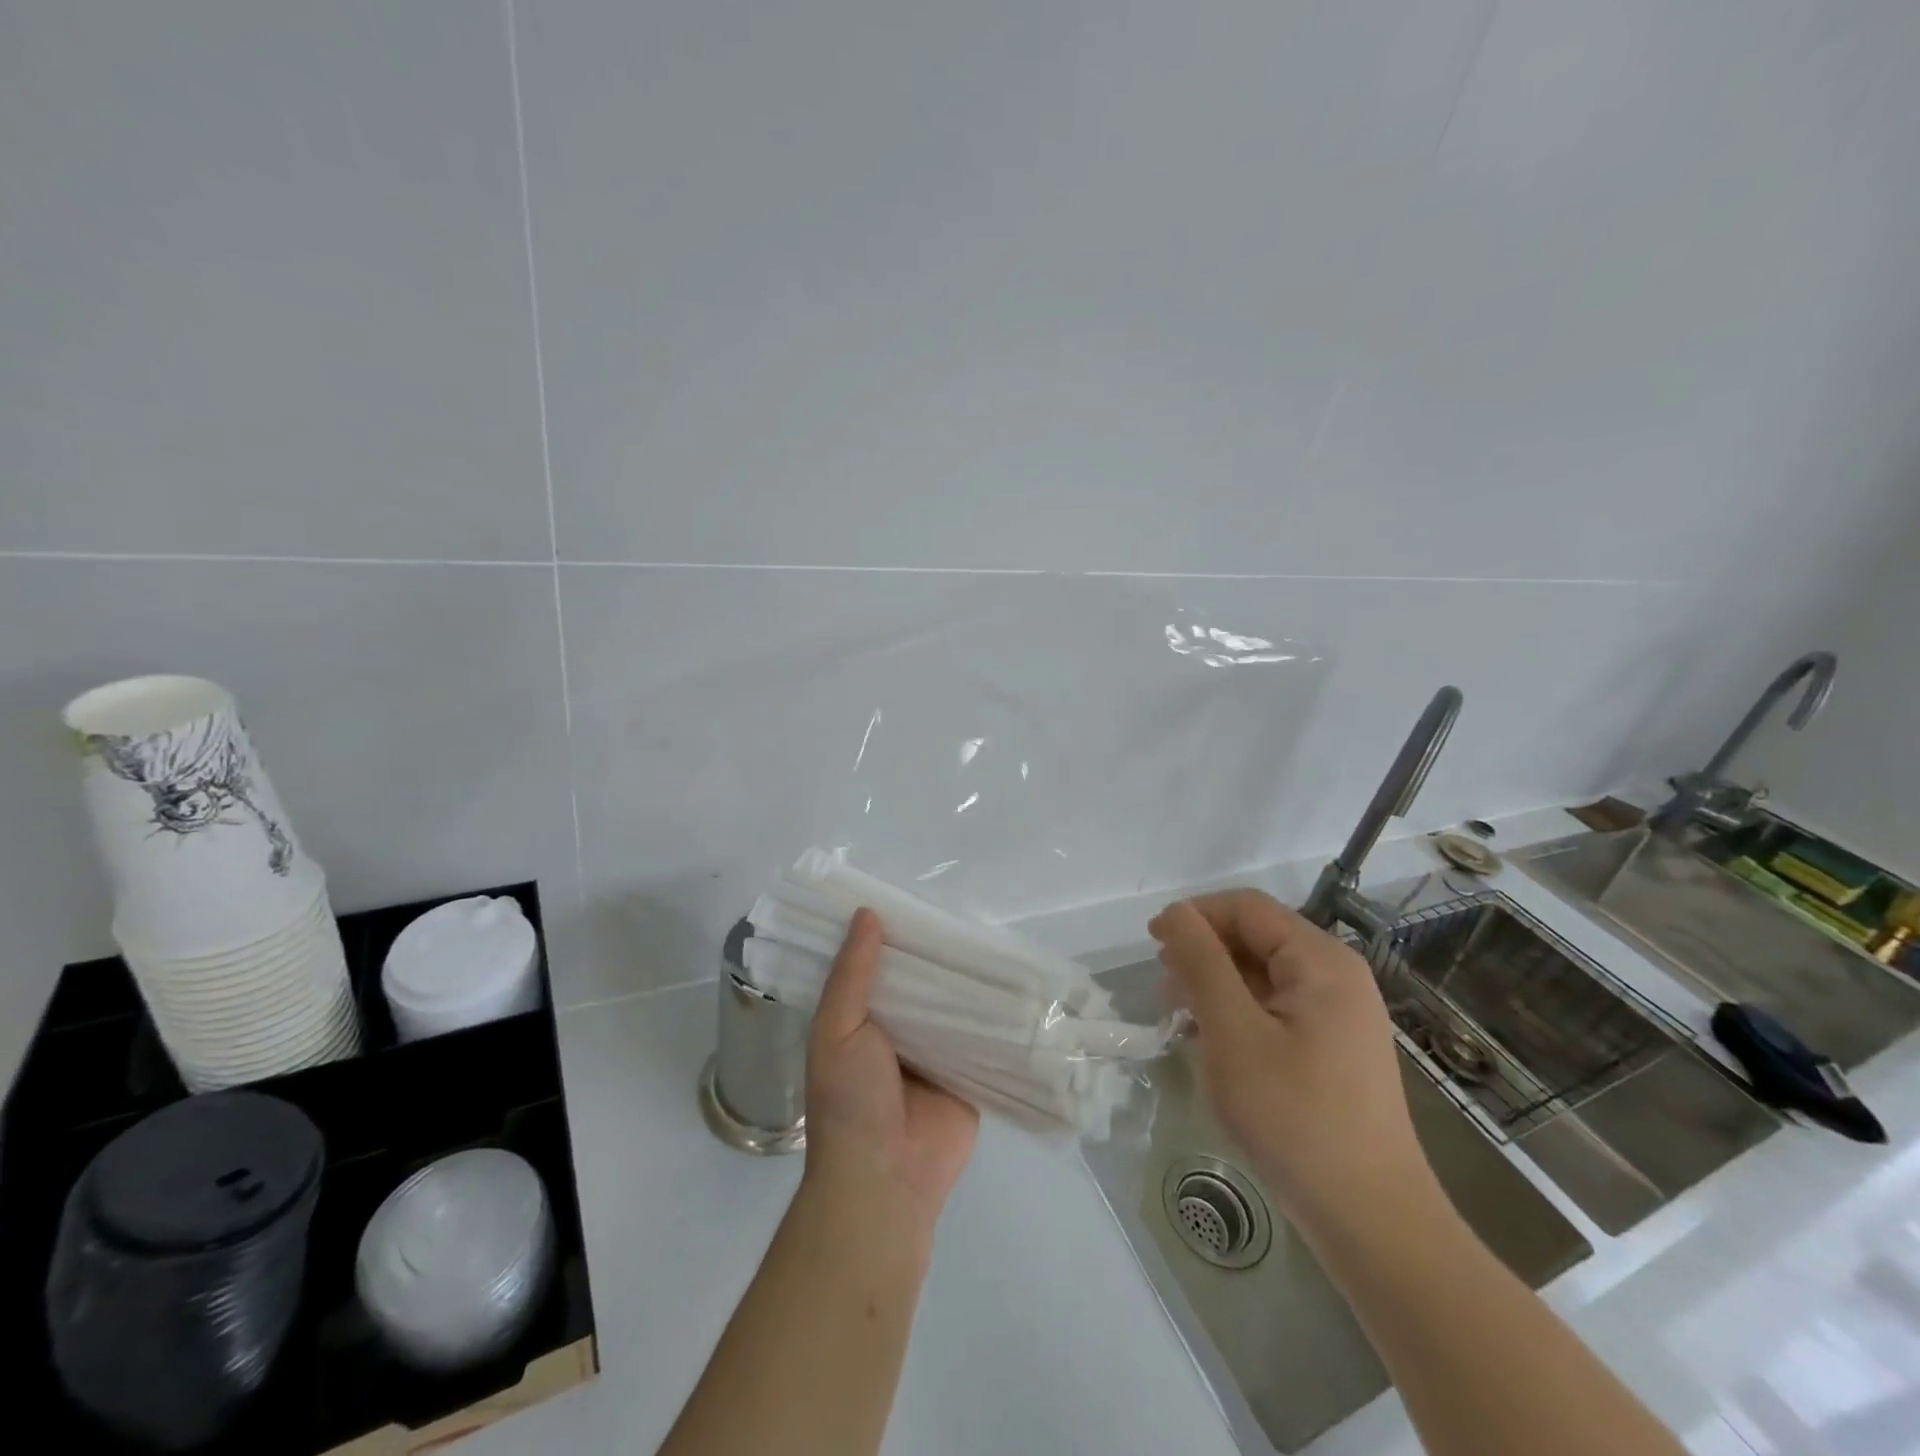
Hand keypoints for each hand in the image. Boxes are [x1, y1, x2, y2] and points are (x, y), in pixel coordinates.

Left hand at [804, 908, 979, 1235]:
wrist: (885, 1180)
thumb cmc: (849, 1101)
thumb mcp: (836, 1029)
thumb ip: (852, 973)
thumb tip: (868, 912)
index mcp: (862, 1017)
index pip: (880, 964)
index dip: (894, 933)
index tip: (914, 893)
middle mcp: (900, 1029)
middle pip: (923, 981)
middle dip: (939, 952)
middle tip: (969, 907)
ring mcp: (937, 1051)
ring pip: (956, 1003)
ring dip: (971, 978)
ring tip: (1000, 931)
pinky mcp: (971, 1072)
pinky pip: (985, 1035)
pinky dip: (997, 1013)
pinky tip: (1020, 979)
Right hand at [1149, 891, 1434, 1236]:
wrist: (1371, 1220)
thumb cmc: (1295, 1116)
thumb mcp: (1233, 1032)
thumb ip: (1201, 963)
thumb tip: (1175, 913)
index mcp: (1320, 961)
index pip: (1246, 907)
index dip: (1195, 916)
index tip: (1152, 945)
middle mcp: (1336, 976)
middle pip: (1256, 937)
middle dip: (1204, 953)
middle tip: (1166, 992)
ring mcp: (1339, 1015)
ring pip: (1262, 974)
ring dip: (1217, 985)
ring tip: (1183, 1020)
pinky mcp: (1333, 1048)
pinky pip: (1275, 1008)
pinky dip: (1238, 1014)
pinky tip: (1214, 1045)